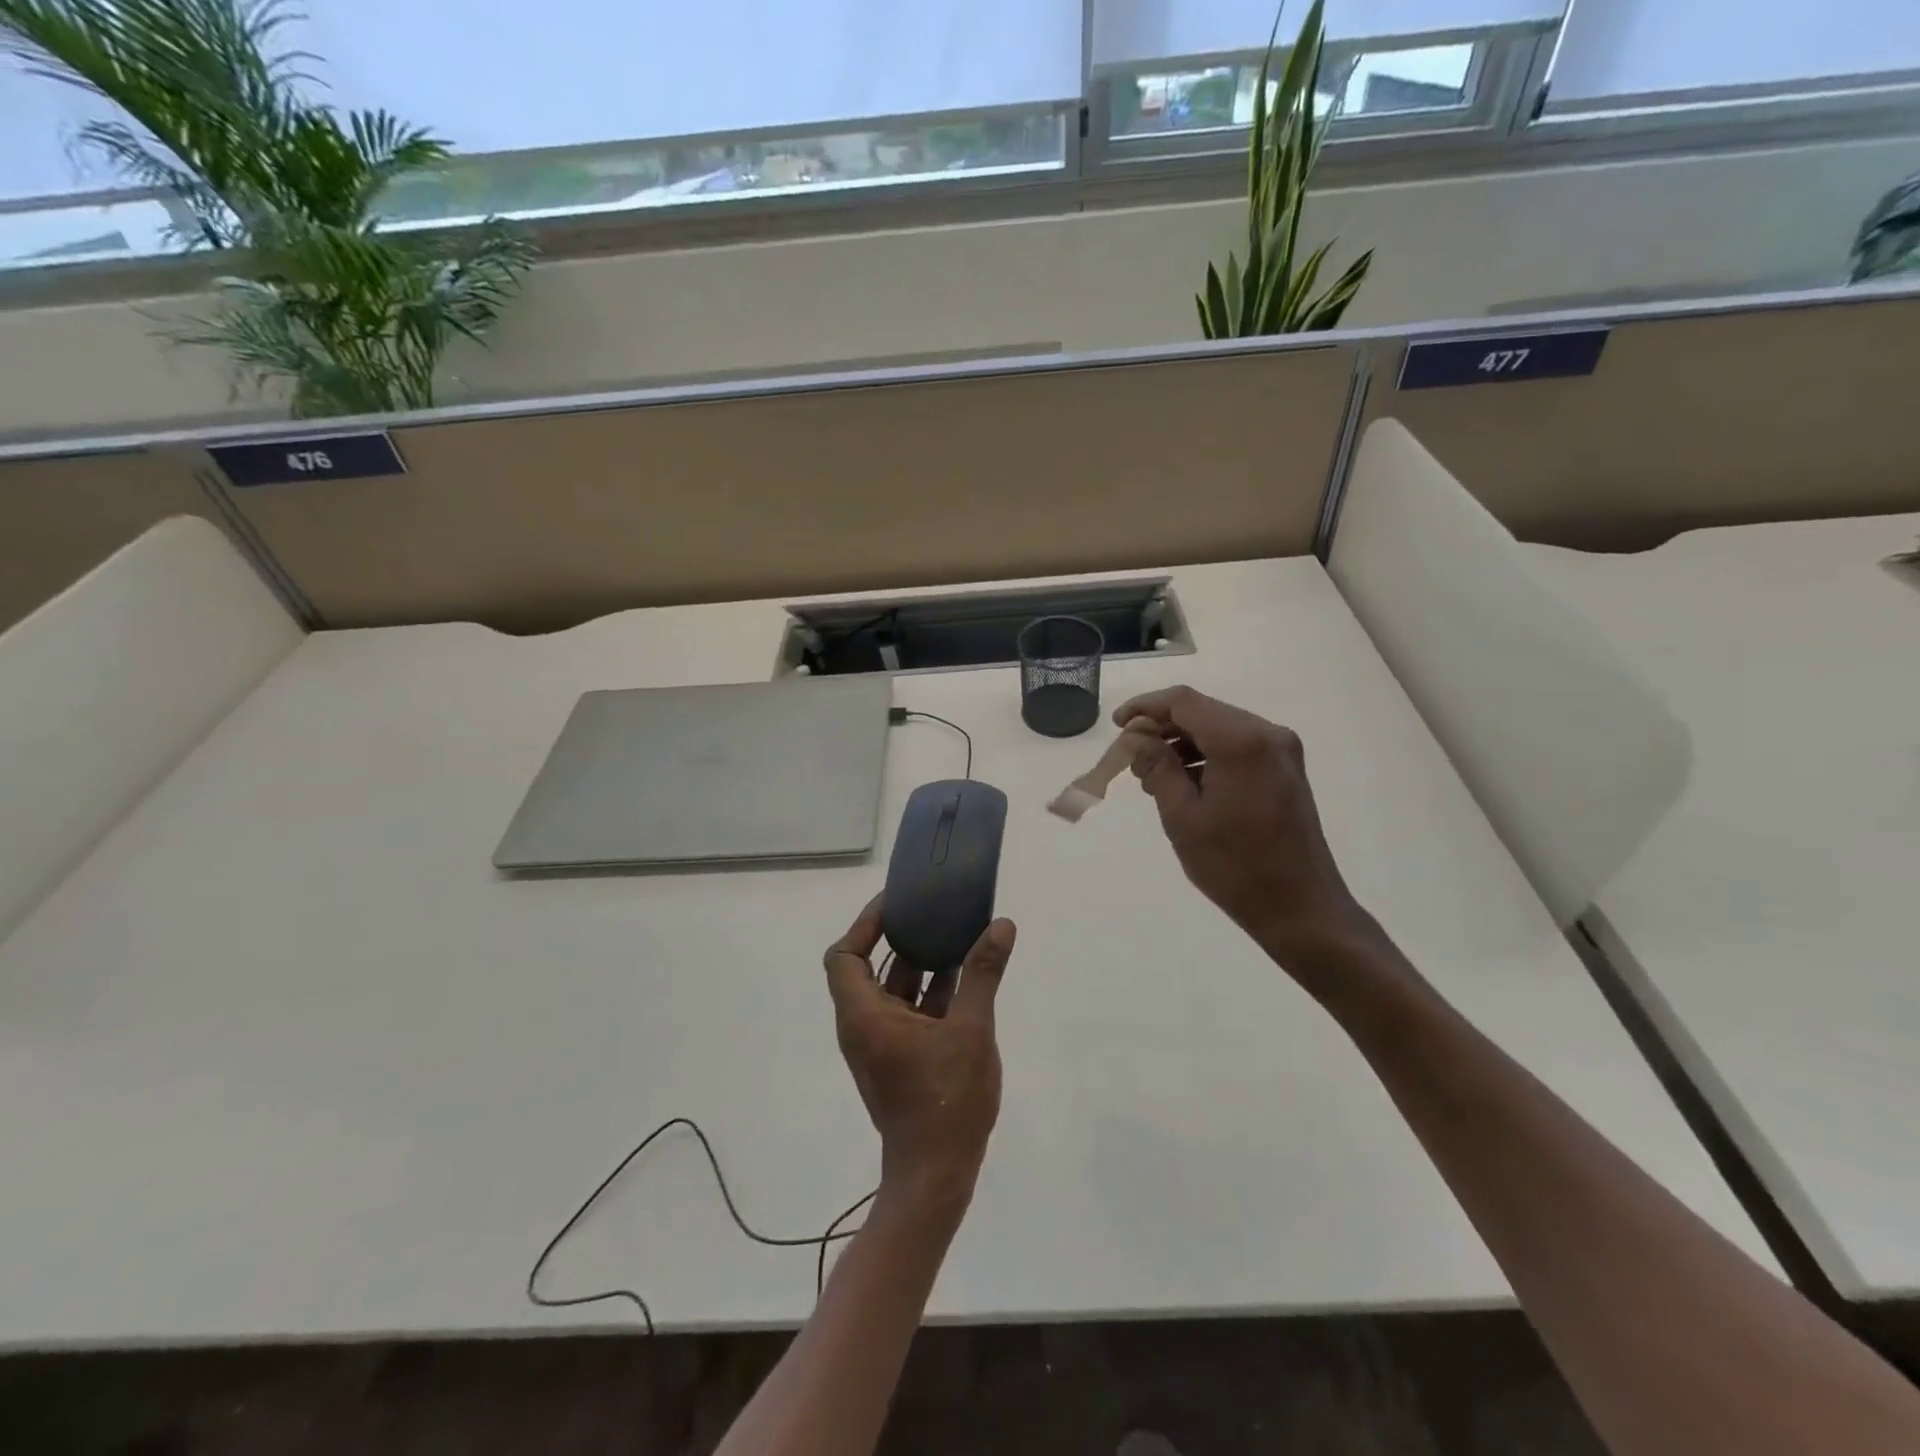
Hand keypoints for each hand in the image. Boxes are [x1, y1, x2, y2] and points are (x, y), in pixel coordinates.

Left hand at [823, 899, 1015, 1209]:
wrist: (937, 1175)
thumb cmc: (945, 1100)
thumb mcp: (970, 1030)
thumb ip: (983, 974)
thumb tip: (1001, 925)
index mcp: (865, 1015)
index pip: (844, 956)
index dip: (865, 925)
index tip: (897, 904)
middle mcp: (865, 1025)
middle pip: (870, 967)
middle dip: (900, 937)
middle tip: (931, 910)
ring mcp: (882, 1044)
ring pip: (895, 990)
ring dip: (921, 963)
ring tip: (955, 933)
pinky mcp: (901, 1058)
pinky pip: (910, 1011)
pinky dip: (931, 990)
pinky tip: (967, 975)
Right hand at [1115, 686, 1367, 963]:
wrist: (1300, 907)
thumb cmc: (1235, 865)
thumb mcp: (1183, 817)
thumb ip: (1157, 768)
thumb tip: (1137, 738)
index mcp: (1241, 741)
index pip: (1183, 702)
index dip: (1145, 707)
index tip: (1117, 726)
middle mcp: (1266, 734)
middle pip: (1203, 711)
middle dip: (1162, 727)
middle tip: (1131, 757)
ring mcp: (1281, 750)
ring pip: (1219, 727)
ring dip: (1183, 743)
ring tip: (1152, 777)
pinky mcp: (1285, 769)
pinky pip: (1237, 746)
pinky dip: (1207, 755)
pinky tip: (1185, 783)